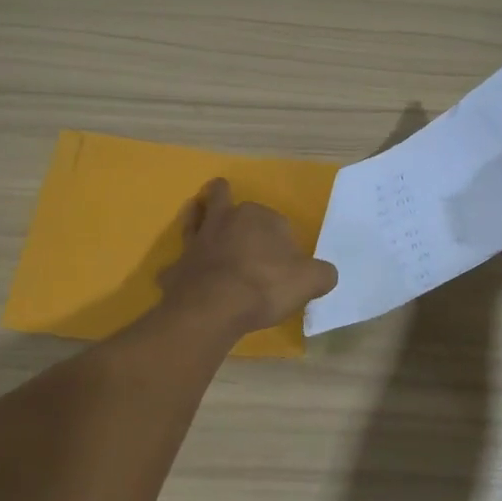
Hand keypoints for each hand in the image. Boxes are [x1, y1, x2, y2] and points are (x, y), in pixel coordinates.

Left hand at [158, 179, 338, 333]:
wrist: (214, 308)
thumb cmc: (266, 287)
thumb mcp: (310, 281)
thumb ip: (322, 274)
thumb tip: (325, 274)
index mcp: (258, 218)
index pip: (274, 219)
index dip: (279, 235)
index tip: (284, 256)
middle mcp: (224, 222)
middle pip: (223, 201)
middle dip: (224, 197)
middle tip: (223, 192)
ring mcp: (197, 243)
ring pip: (194, 220)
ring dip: (195, 214)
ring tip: (194, 208)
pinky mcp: (177, 268)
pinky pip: (176, 264)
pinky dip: (178, 267)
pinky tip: (177, 275)